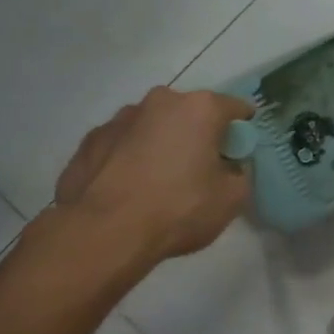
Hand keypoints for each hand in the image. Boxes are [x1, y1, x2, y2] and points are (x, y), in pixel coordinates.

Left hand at [53, 87, 253, 262]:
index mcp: (199, 109)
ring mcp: (119, 118)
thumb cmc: (178, 209)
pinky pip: (122, 145)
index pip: (235, 108)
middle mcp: (159, 101)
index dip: (243, 128)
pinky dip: (130, 158)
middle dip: (198, 134)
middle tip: (201, 168)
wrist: (104, 232)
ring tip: (159, 181)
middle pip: (190, 113)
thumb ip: (239, 174)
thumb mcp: (232, 199)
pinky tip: (129, 188)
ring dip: (161, 144)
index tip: (241, 151)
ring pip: (153, 126)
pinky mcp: (90, 141)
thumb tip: (229, 167)